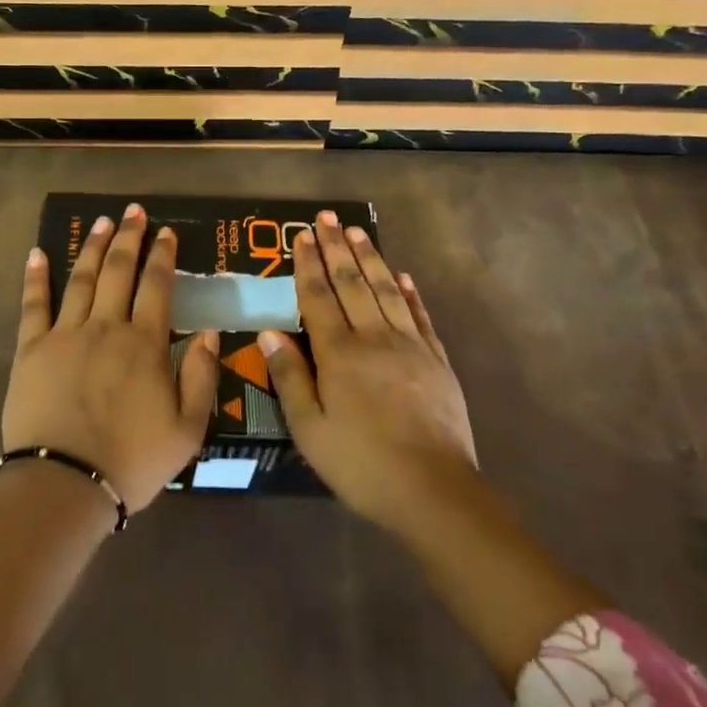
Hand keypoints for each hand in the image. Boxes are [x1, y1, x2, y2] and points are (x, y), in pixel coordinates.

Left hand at [4, 203, 219, 513]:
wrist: (65, 484)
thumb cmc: (132, 460)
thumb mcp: (188, 429)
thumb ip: (202, 376)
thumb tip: (209, 331)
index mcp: (145, 344)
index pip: (157, 286)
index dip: (163, 256)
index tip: (167, 232)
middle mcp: (106, 327)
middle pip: (118, 271)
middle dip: (128, 238)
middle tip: (133, 212)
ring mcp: (65, 335)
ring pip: (80, 279)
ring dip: (91, 247)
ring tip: (100, 222)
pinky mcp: (30, 350)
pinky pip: (33, 305)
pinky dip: (35, 278)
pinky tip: (36, 253)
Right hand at [258, 210, 478, 533]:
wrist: (434, 490)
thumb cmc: (361, 463)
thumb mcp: (310, 429)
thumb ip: (290, 377)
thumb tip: (268, 332)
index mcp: (339, 353)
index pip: (319, 296)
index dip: (309, 264)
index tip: (303, 235)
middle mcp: (374, 337)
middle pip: (352, 283)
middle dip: (337, 247)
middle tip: (327, 217)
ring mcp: (410, 346)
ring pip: (386, 290)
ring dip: (370, 258)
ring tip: (358, 232)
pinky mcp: (437, 361)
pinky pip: (420, 316)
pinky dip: (410, 292)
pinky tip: (403, 276)